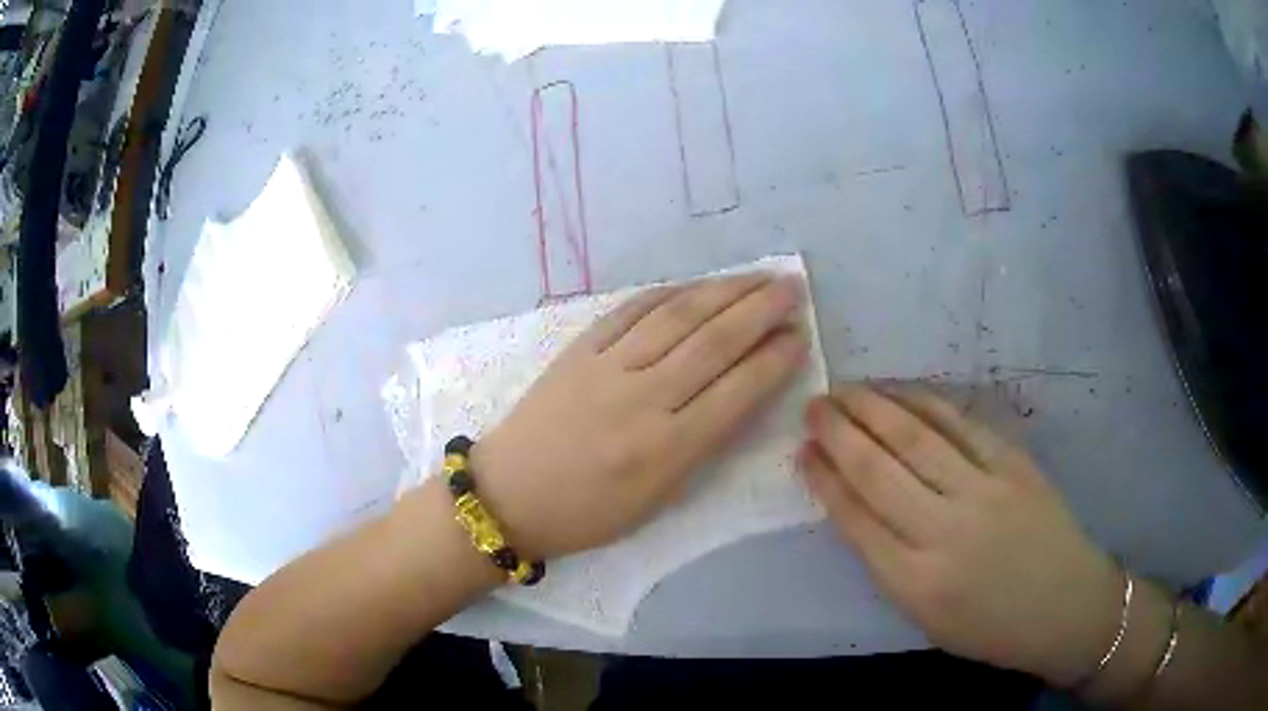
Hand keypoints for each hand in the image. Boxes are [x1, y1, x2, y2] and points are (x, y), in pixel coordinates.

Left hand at [472, 273, 808, 559]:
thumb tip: (742, 392)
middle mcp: (642, 399)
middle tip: (791, 288)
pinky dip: (669, 293)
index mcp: (666, 450)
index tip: (800, 336)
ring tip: (757, 277)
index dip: (775, 360)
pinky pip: (631, 310)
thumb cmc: (588, 514)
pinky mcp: (579, 349)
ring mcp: (607, 367)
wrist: (508, 495)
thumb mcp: (657, 499)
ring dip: (723, 291)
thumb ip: (703, 445)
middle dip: (760, 310)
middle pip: (714, 342)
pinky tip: (696, 285)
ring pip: (677, 316)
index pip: (737, 391)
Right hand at [800, 384, 1122, 685]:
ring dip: (874, 407)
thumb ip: (890, 562)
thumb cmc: (990, 627)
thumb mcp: (926, 616)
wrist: (1064, 607)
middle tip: (813, 405)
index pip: (856, 518)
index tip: (802, 450)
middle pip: (879, 469)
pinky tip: (902, 392)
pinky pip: (961, 424)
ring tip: (845, 390)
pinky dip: (925, 403)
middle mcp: (945, 531)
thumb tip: (856, 504)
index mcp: (916, 582)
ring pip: (916, 437)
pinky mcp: (1014, 465)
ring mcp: (984, 490)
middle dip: (838, 433)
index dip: (824, 479)